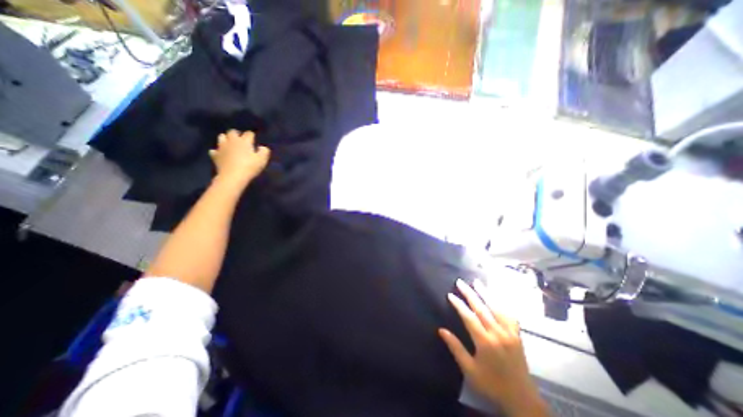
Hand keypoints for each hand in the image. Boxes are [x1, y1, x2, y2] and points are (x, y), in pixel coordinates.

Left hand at [208, 130, 270, 188]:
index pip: (249, 133)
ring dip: (226, 139)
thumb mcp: (262, 160)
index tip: (254, 139)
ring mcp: (222, 147)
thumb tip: (262, 147)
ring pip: (221, 137)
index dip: (252, 135)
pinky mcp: (215, 155)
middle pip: (232, 132)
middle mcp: (232, 141)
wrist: (233, 176)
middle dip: (237, 134)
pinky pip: (214, 150)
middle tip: (241, 140)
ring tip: (230, 144)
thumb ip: (264, 151)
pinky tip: (221, 155)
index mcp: (244, 141)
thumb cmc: (250, 167)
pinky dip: (217, 151)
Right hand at [437, 280, 547, 416]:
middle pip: (481, 308)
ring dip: (485, 293)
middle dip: (469, 293)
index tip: (450, 294)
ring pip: (496, 308)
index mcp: (485, 342)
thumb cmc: (491, 385)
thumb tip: (441, 330)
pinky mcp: (517, 335)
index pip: (469, 317)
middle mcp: (498, 333)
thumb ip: (455, 348)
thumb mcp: (469, 370)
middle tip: (460, 282)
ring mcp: (509, 333)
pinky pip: (510, 315)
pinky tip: (497, 297)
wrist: (522, 400)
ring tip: (477, 282)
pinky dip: (502, 304)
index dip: (458, 305)